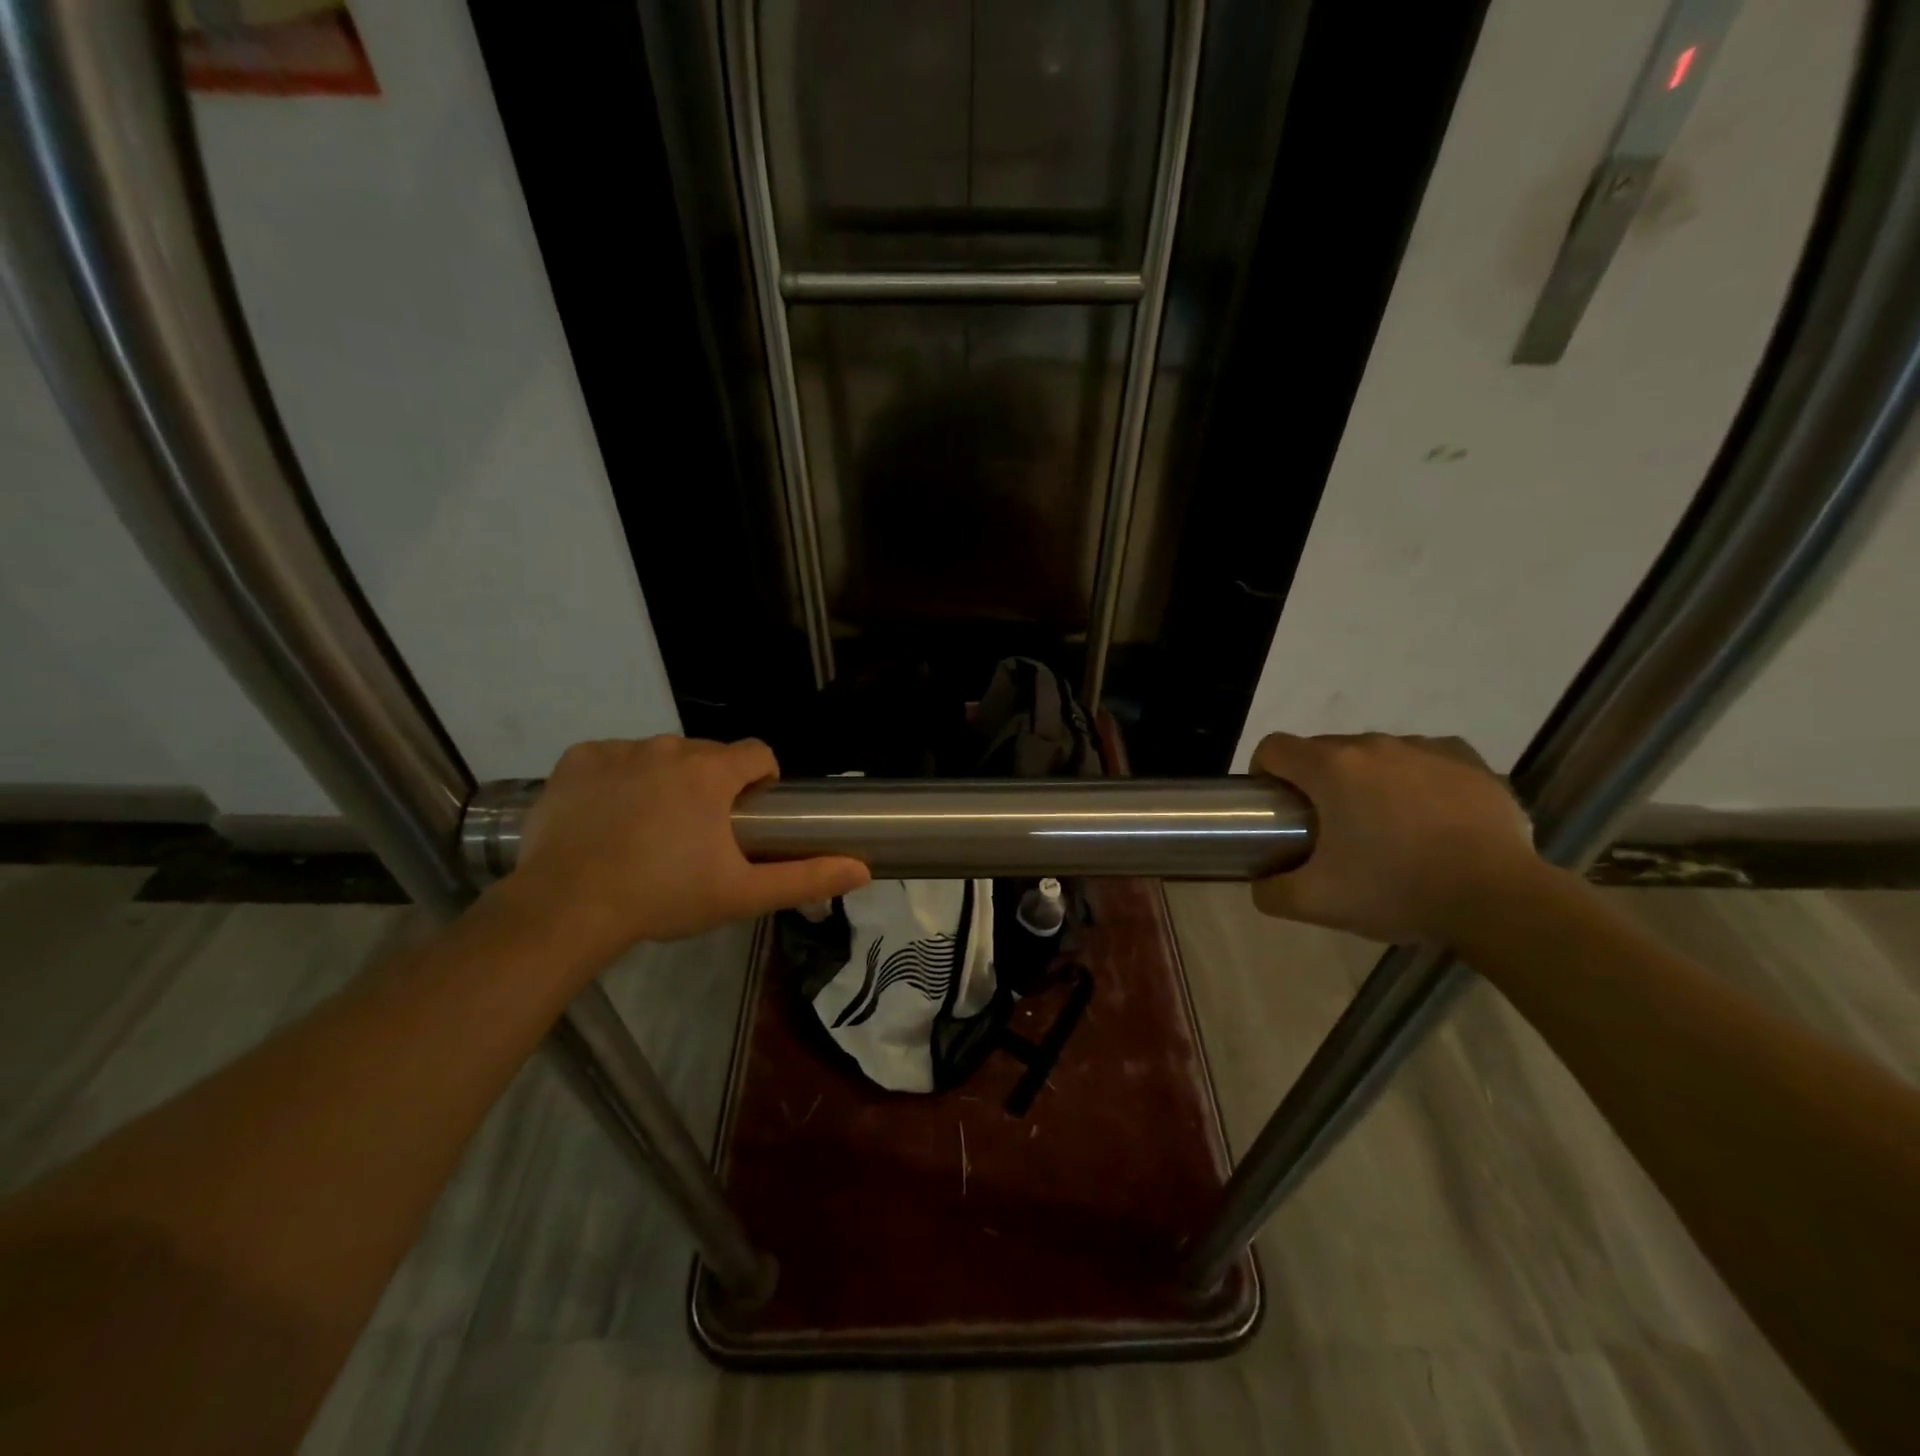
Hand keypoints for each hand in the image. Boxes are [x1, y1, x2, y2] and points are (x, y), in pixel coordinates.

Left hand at [505, 737, 868, 959]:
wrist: (566, 908)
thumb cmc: (663, 897)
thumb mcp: (741, 894)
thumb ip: (806, 877)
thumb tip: (863, 869)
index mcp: (712, 773)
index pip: (757, 753)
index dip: (761, 781)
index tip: (748, 816)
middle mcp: (669, 747)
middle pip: (708, 754)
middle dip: (712, 785)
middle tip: (696, 836)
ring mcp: (618, 750)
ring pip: (659, 755)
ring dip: (665, 780)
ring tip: (648, 830)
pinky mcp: (577, 759)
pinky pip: (612, 758)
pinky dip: (617, 779)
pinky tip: (607, 818)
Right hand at [1249, 732, 1544, 943]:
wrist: (1500, 900)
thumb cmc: (1397, 890)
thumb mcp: (1317, 903)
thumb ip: (1272, 892)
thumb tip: (1261, 883)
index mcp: (1330, 768)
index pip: (1274, 747)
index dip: (1264, 772)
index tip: (1275, 806)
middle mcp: (1373, 745)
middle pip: (1323, 750)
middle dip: (1316, 782)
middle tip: (1328, 829)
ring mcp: (1424, 749)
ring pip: (1375, 754)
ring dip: (1366, 780)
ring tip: (1385, 827)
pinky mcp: (1468, 760)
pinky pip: (1425, 759)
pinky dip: (1415, 779)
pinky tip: (1428, 816)